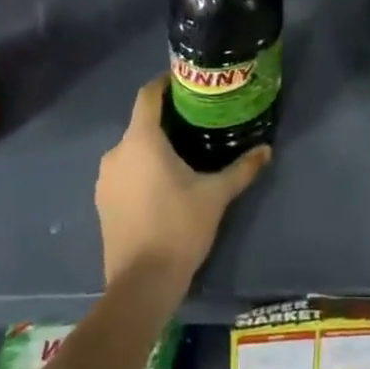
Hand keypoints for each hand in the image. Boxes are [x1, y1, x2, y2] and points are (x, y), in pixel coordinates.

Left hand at [96, 77, 270, 303]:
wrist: (141, 286)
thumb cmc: (178, 228)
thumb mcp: (216, 195)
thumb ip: (242, 169)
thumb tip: (267, 149)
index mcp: (141, 140)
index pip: (148, 95)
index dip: (165, 83)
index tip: (187, 83)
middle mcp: (117, 152)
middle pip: (141, 122)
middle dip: (166, 118)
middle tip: (196, 120)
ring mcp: (105, 179)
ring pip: (132, 148)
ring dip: (153, 146)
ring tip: (183, 151)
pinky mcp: (102, 202)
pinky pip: (124, 171)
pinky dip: (141, 168)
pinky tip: (163, 183)